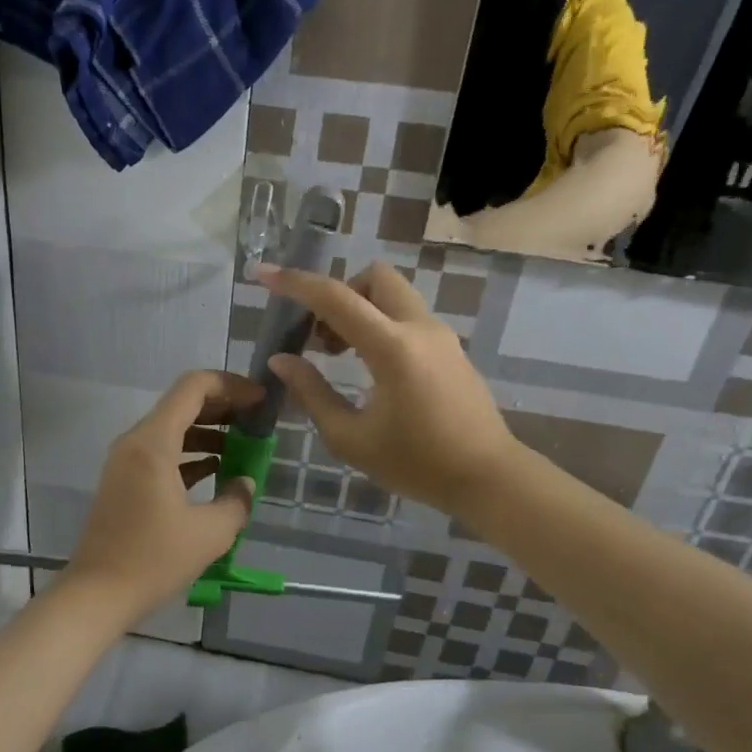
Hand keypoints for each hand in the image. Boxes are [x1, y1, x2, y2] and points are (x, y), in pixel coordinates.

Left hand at [66, 370, 262, 617]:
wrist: (97, 595)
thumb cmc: (154, 559)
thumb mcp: (210, 533)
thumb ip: (237, 500)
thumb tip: (245, 482)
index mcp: (154, 442)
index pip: (194, 386)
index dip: (232, 384)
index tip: (261, 400)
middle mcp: (136, 441)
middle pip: (183, 404)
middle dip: (224, 407)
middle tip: (257, 422)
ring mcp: (126, 461)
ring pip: (173, 428)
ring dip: (209, 432)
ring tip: (244, 447)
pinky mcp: (125, 481)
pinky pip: (162, 452)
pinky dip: (191, 454)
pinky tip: (217, 471)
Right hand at [260, 263, 519, 517]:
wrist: (488, 477)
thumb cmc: (416, 464)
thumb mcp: (351, 438)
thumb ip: (312, 393)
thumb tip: (281, 360)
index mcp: (392, 348)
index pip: (336, 298)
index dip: (295, 283)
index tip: (264, 274)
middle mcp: (419, 328)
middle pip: (373, 277)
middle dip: (339, 292)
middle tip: (320, 336)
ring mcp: (440, 335)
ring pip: (392, 295)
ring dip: (359, 309)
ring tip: (339, 355)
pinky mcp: (450, 348)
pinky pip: (406, 316)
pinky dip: (379, 324)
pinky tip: (369, 368)